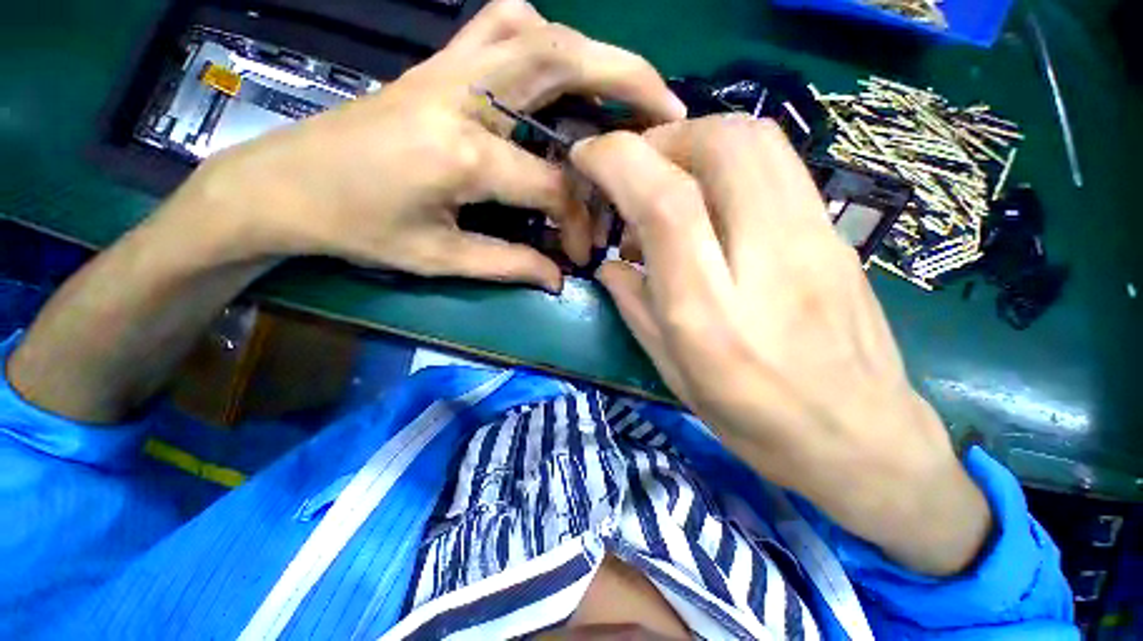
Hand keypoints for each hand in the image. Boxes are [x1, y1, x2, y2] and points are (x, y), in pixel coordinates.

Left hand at [177, 0, 685, 291]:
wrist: (285, 186)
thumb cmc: (357, 228)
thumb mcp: (438, 259)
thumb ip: (508, 264)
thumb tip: (556, 278)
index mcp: (461, 154)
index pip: (550, 184)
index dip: (576, 221)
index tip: (580, 251)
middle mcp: (461, 95)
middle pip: (561, 64)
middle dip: (626, 81)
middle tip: (666, 109)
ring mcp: (447, 67)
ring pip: (536, 30)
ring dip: (592, 52)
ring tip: (625, 86)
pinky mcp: (437, 63)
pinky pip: (499, 24)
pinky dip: (542, 34)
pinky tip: (557, 62)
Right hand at [571, 117, 991, 576]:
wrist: (862, 437)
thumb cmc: (755, 419)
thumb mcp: (674, 372)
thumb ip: (634, 307)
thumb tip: (609, 264)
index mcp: (711, 312)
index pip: (667, 204)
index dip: (619, 162)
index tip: (588, 156)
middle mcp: (767, 261)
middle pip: (722, 145)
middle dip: (662, 140)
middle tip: (635, 172)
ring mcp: (815, 240)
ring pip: (758, 140)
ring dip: (697, 141)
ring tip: (670, 182)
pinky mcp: (835, 234)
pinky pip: (779, 164)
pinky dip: (730, 160)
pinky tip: (712, 201)